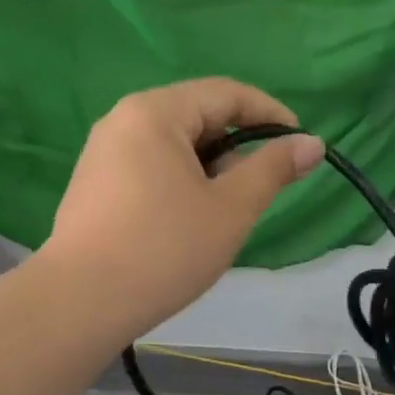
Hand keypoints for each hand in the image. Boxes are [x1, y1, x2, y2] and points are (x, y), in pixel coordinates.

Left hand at [42, 78, 323, 336]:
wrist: (82, 301)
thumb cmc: (165, 248)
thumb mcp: (231, 208)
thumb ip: (273, 169)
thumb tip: (311, 144)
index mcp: (156, 112)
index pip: (226, 93)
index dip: (269, 113)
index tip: (300, 143)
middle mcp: (123, 120)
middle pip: (197, 116)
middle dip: (237, 146)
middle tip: (261, 187)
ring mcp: (102, 152)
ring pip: (174, 145)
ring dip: (210, 167)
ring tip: (225, 210)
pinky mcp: (93, 184)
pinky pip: (150, 166)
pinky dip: (181, 181)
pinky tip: (187, 220)